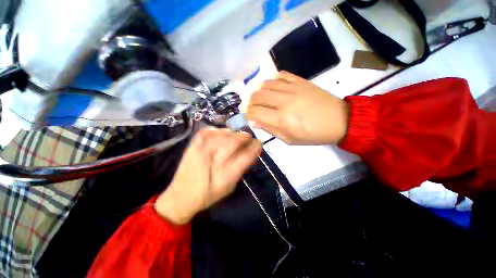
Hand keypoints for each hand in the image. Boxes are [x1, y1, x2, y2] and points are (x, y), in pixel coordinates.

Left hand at [155, 129, 261, 224]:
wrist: (182, 195)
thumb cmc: (210, 194)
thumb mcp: (230, 185)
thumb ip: (241, 167)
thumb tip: (250, 151)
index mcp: (227, 174)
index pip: (247, 155)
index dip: (255, 146)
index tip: (259, 142)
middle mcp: (215, 159)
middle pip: (236, 140)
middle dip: (245, 137)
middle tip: (248, 137)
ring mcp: (203, 149)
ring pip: (224, 133)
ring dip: (233, 133)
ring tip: (235, 136)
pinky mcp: (194, 144)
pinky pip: (209, 130)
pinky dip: (217, 130)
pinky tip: (220, 134)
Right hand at [247, 71, 349, 144]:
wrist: (338, 120)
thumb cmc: (312, 135)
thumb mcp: (289, 139)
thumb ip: (270, 130)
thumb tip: (255, 122)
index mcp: (282, 120)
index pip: (255, 112)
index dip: (247, 114)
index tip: (248, 116)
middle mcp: (284, 102)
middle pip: (257, 96)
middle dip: (250, 102)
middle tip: (253, 107)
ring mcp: (292, 88)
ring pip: (266, 84)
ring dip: (259, 91)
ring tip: (262, 98)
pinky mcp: (300, 81)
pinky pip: (281, 75)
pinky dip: (273, 80)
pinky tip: (274, 88)